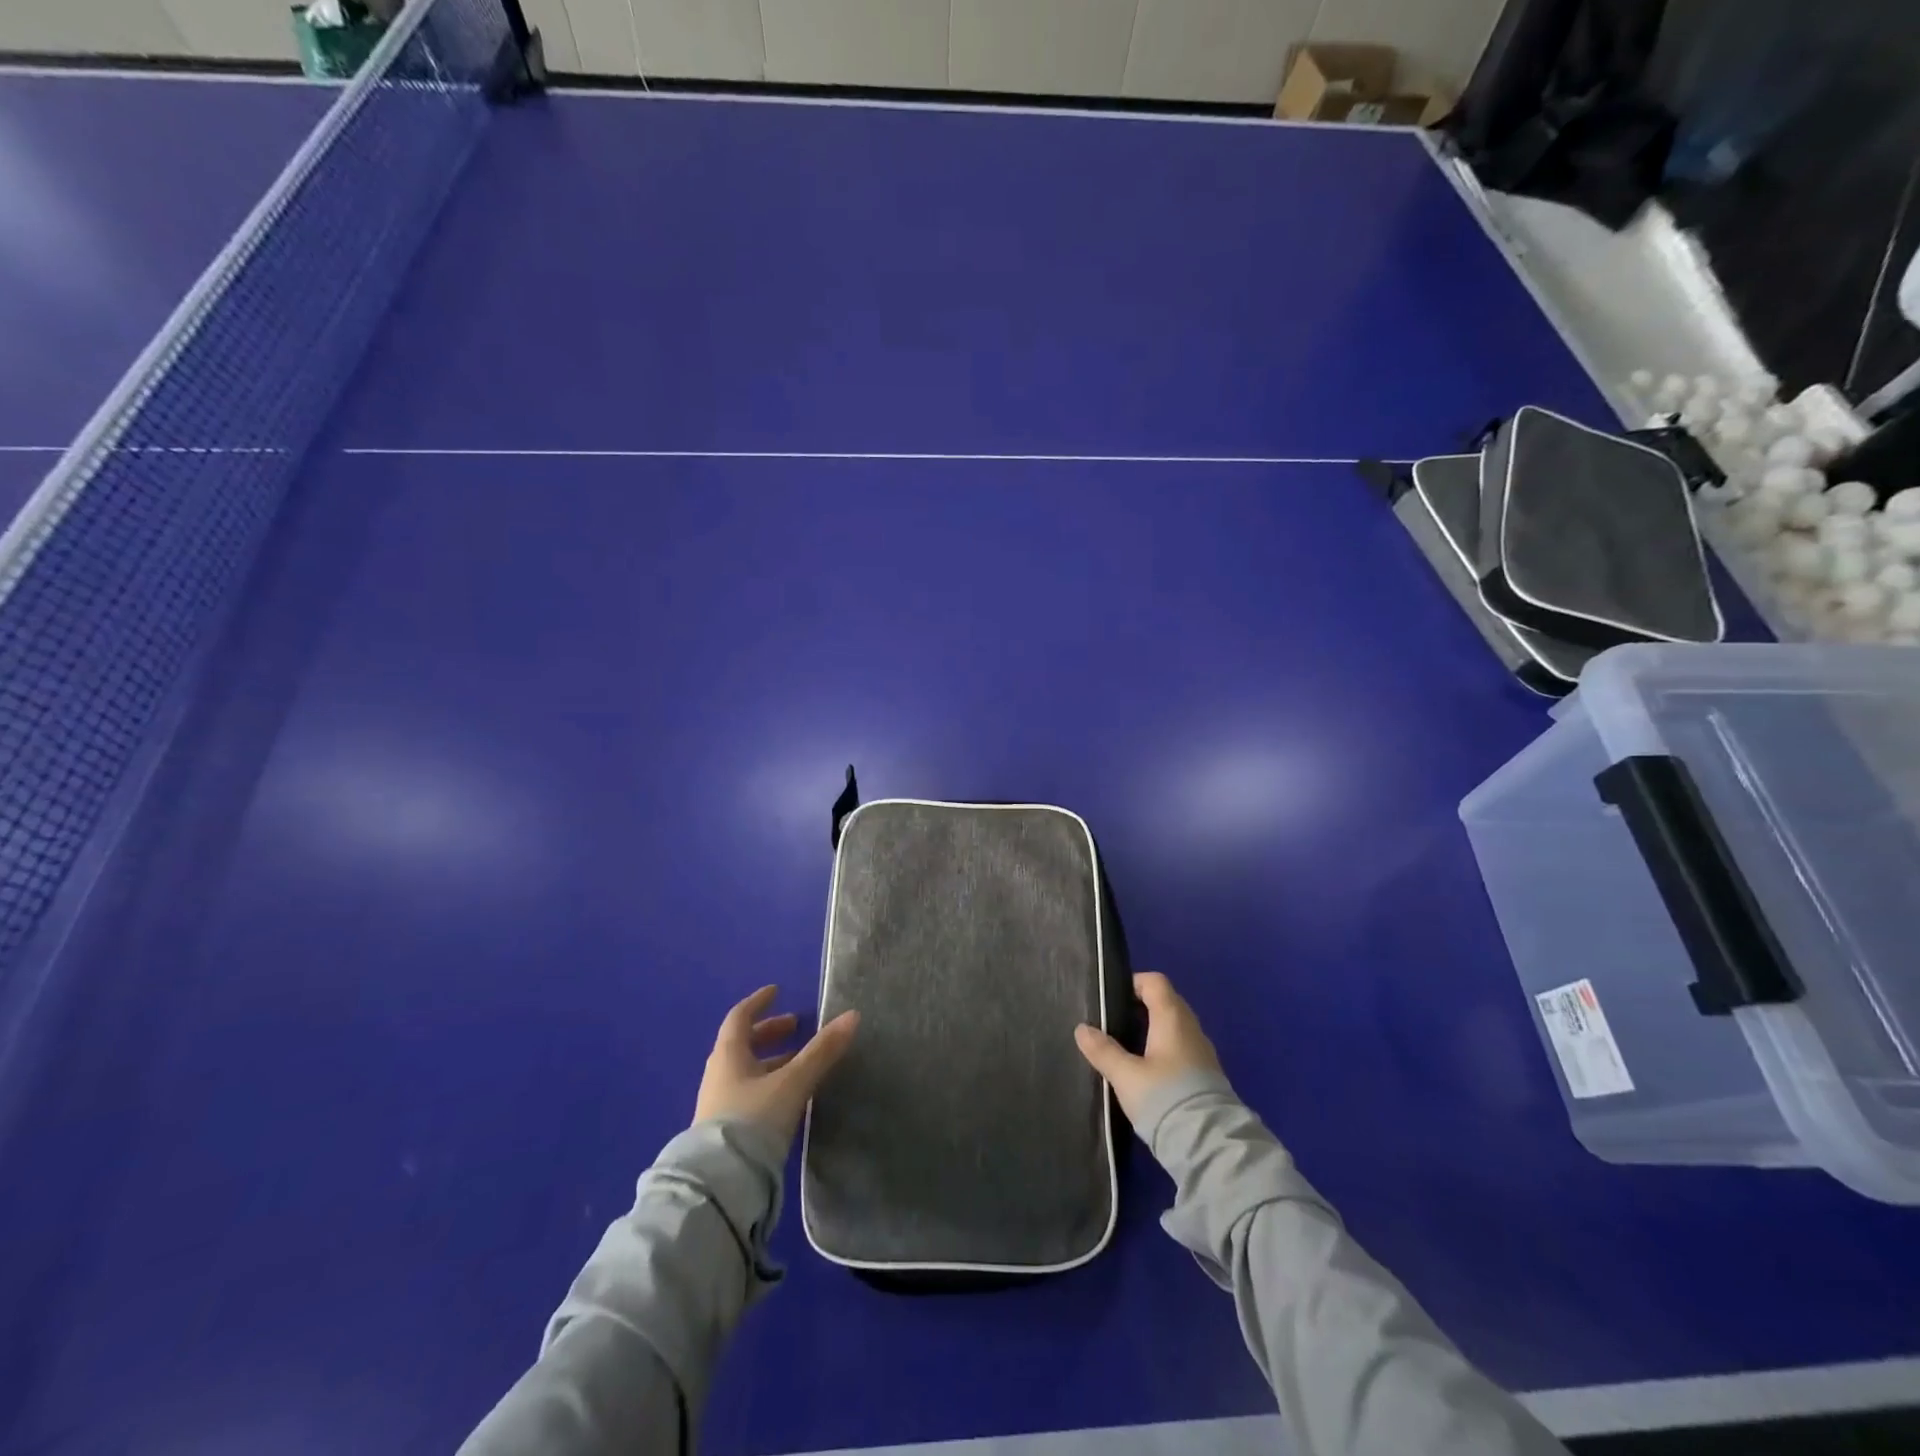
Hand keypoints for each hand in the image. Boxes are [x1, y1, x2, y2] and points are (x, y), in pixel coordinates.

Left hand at [694, 985, 859, 1148]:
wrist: (721, 1184)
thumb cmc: (754, 1120)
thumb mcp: (793, 1082)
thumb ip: (822, 1051)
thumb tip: (852, 1015)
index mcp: (729, 1055)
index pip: (740, 1017)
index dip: (759, 1002)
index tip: (777, 991)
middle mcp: (719, 1075)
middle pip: (743, 1044)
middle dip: (770, 1033)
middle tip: (796, 1026)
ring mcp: (719, 1104)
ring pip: (746, 1071)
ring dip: (771, 1061)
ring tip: (799, 1062)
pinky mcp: (725, 1131)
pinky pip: (748, 1094)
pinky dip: (768, 1084)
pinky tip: (787, 1096)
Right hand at [1074, 971, 1222, 1124]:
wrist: (1210, 1144)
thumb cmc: (1164, 1097)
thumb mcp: (1125, 1075)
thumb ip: (1103, 1051)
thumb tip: (1081, 1029)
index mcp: (1172, 1018)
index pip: (1156, 982)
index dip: (1134, 983)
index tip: (1112, 998)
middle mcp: (1191, 1028)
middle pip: (1166, 1002)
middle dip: (1141, 1006)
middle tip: (1114, 1022)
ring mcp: (1202, 1052)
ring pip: (1175, 1027)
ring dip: (1153, 1030)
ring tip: (1127, 1047)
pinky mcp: (1207, 1075)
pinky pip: (1182, 1048)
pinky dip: (1165, 1049)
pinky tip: (1148, 1071)